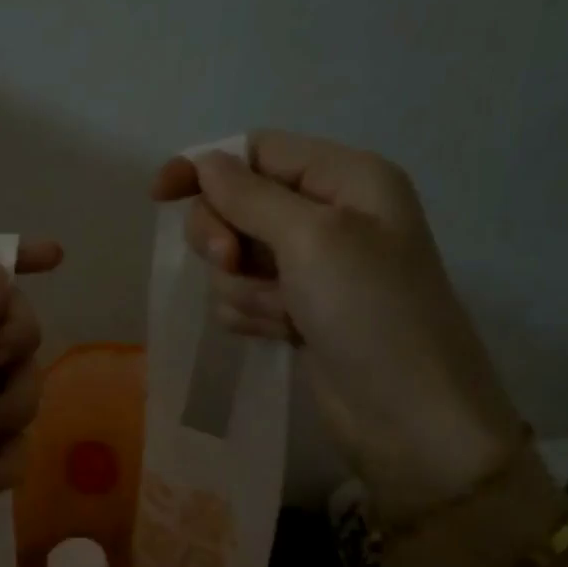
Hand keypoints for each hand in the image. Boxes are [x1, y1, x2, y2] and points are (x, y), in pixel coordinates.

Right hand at [154, 131, 522, 523]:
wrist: (407, 414)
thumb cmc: (370, 312)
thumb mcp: (312, 238)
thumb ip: (251, 196)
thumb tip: (205, 162)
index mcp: (345, 179)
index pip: (258, 152)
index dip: (206, 168)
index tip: (159, 195)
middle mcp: (328, 216)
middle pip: (238, 205)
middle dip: (224, 236)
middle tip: (229, 262)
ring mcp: (312, 270)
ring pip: (236, 259)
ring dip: (244, 287)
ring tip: (282, 314)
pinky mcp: (298, 312)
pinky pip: (246, 298)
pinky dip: (254, 315)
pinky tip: (284, 334)